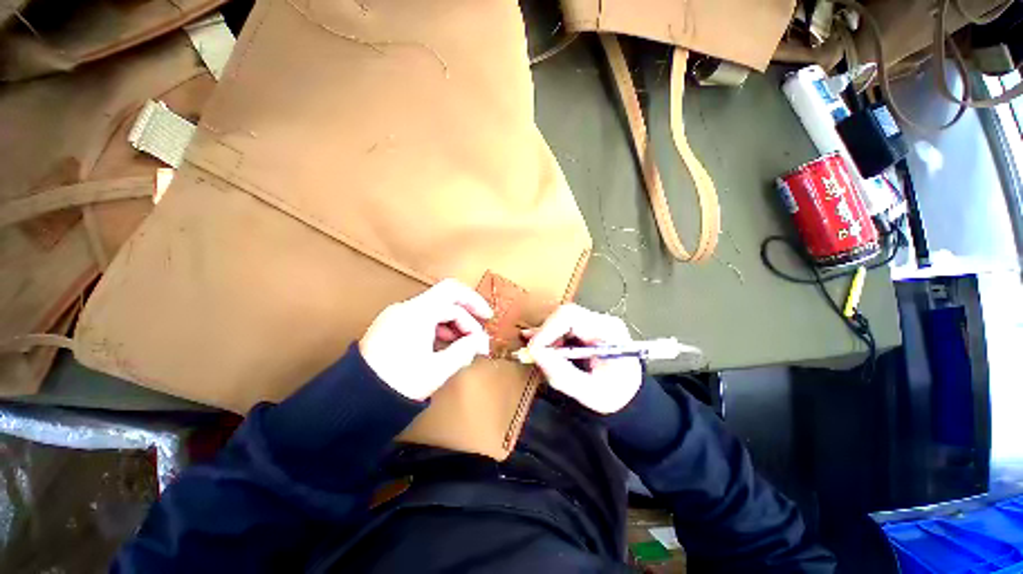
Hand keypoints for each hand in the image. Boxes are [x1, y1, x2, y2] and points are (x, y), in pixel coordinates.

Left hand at [360, 279, 492, 400]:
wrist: (354, 401)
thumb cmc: (400, 382)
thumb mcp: (438, 368)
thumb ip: (464, 350)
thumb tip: (481, 342)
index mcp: (418, 312)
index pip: (453, 292)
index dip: (474, 301)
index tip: (488, 318)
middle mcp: (405, 308)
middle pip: (445, 303)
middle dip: (465, 320)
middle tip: (477, 342)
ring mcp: (395, 316)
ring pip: (433, 311)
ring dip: (452, 325)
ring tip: (462, 347)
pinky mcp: (389, 327)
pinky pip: (420, 319)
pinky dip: (437, 329)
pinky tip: (443, 347)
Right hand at [526, 304, 641, 413]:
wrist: (630, 394)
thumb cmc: (615, 394)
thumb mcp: (590, 392)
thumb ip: (562, 374)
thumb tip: (535, 353)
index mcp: (608, 332)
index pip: (571, 317)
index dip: (547, 330)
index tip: (534, 349)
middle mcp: (602, 321)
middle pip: (565, 315)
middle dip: (545, 333)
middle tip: (533, 354)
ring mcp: (595, 322)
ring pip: (561, 318)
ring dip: (546, 334)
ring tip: (537, 352)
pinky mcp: (588, 327)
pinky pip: (564, 325)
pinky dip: (551, 335)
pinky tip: (540, 344)